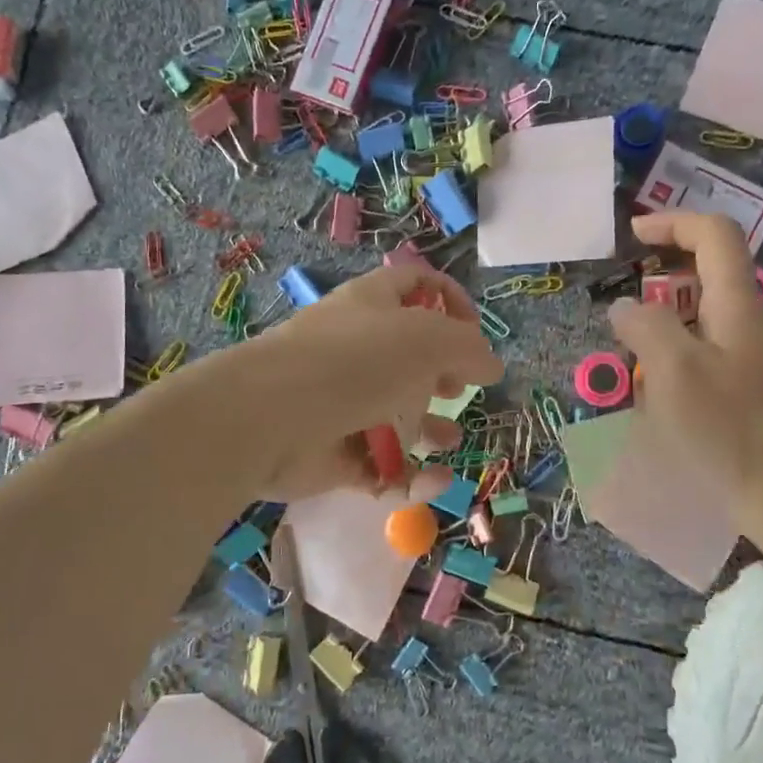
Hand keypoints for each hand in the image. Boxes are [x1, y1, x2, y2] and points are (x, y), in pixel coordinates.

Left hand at [241, 262, 504, 502]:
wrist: (270, 418)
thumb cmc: (353, 362)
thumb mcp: (426, 339)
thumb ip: (468, 348)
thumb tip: (491, 364)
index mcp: (373, 305)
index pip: (416, 283)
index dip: (451, 300)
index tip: (475, 332)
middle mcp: (356, 348)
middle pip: (408, 355)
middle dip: (442, 373)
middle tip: (458, 388)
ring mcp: (342, 401)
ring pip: (396, 413)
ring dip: (429, 428)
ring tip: (448, 439)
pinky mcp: (335, 452)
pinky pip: (381, 463)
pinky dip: (410, 474)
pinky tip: (434, 480)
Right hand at [608, 212, 762, 509]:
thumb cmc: (728, 428)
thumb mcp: (675, 370)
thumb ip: (646, 326)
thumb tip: (625, 308)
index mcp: (737, 304)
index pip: (714, 234)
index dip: (673, 222)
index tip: (633, 236)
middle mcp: (749, 322)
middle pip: (710, 273)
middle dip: (662, 275)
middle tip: (624, 297)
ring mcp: (752, 357)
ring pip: (704, 317)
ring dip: (664, 320)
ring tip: (630, 353)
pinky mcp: (748, 390)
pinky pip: (705, 353)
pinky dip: (675, 355)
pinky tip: (653, 393)